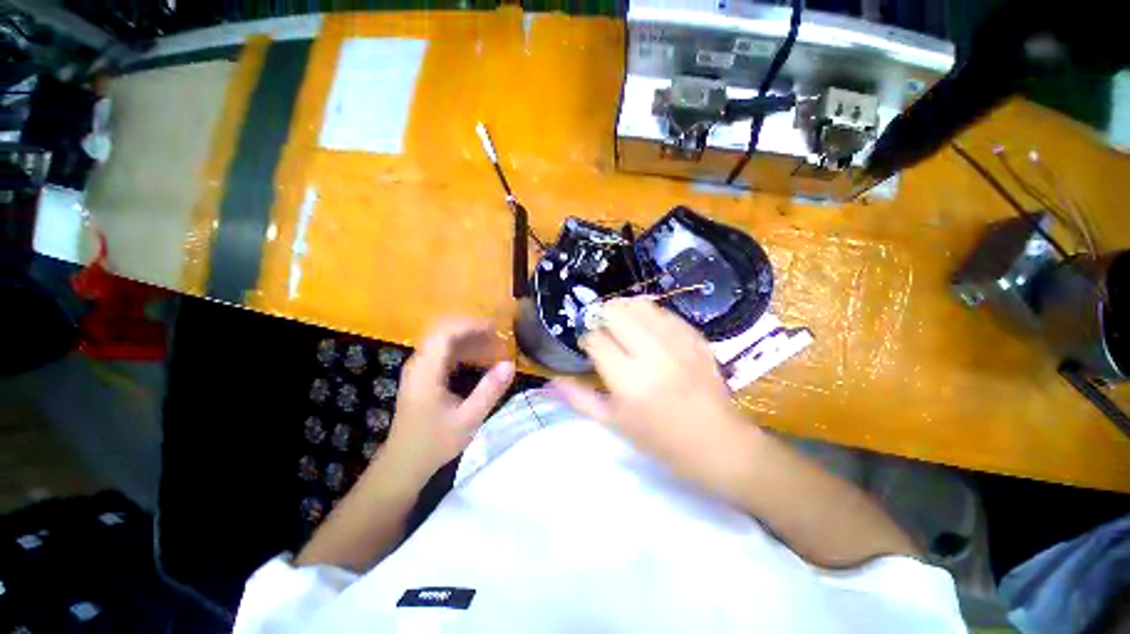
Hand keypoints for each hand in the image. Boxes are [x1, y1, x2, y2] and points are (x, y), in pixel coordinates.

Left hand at [383, 318, 514, 484]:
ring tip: (493, 345)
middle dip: (472, 329)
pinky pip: (443, 351)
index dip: (471, 325)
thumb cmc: (435, 442)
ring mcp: (419, 368)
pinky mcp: (422, 374)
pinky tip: (479, 358)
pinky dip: (463, 349)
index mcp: (426, 371)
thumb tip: (510, 364)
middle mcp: (419, 363)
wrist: (404, 462)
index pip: (445, 333)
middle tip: (498, 336)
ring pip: (443, 340)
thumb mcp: (468, 419)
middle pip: (444, 331)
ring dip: (469, 338)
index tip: (496, 329)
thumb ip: (490, 390)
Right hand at [550, 298, 755, 486]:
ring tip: (621, 325)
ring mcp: (677, 342)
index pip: (596, 339)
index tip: (589, 346)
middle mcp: (652, 354)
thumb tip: (550, 381)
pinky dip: (648, 314)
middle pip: (616, 312)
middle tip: (603, 330)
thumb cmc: (659, 439)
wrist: (716, 441)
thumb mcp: (614, 424)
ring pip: (640, 305)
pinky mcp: (695, 337)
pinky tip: (646, 327)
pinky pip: (664, 311)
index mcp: (629, 380)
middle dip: (602, 317)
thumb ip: (579, 398)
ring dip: (623, 310)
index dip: (587, 338)